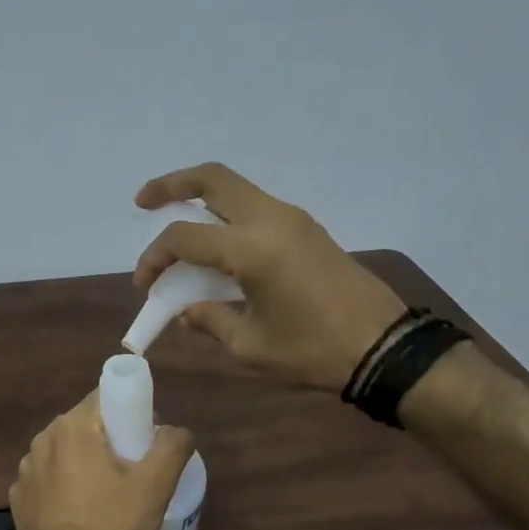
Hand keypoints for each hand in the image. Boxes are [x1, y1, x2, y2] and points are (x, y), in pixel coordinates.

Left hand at [9, 391, 194, 529]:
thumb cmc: (111, 526)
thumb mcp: (155, 486)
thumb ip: (173, 446)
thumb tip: (176, 429)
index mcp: (73, 426)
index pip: (105, 396)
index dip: (129, 410)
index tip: (144, 437)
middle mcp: (43, 438)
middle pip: (85, 423)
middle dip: (109, 437)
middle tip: (132, 468)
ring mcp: (25, 468)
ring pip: (65, 450)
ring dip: (85, 461)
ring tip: (106, 493)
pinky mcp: (18, 495)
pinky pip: (48, 477)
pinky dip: (64, 485)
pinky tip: (78, 510)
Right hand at [134, 162, 407, 392]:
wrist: (384, 347)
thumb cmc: (313, 350)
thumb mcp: (250, 345)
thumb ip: (210, 320)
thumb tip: (187, 310)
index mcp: (251, 249)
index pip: (184, 237)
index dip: (154, 257)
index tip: (144, 286)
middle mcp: (270, 219)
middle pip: (212, 179)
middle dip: (171, 184)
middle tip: (144, 202)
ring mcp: (292, 219)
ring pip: (236, 188)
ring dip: (201, 197)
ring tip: (178, 222)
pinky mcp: (307, 229)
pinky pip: (256, 206)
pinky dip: (227, 214)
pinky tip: (218, 244)